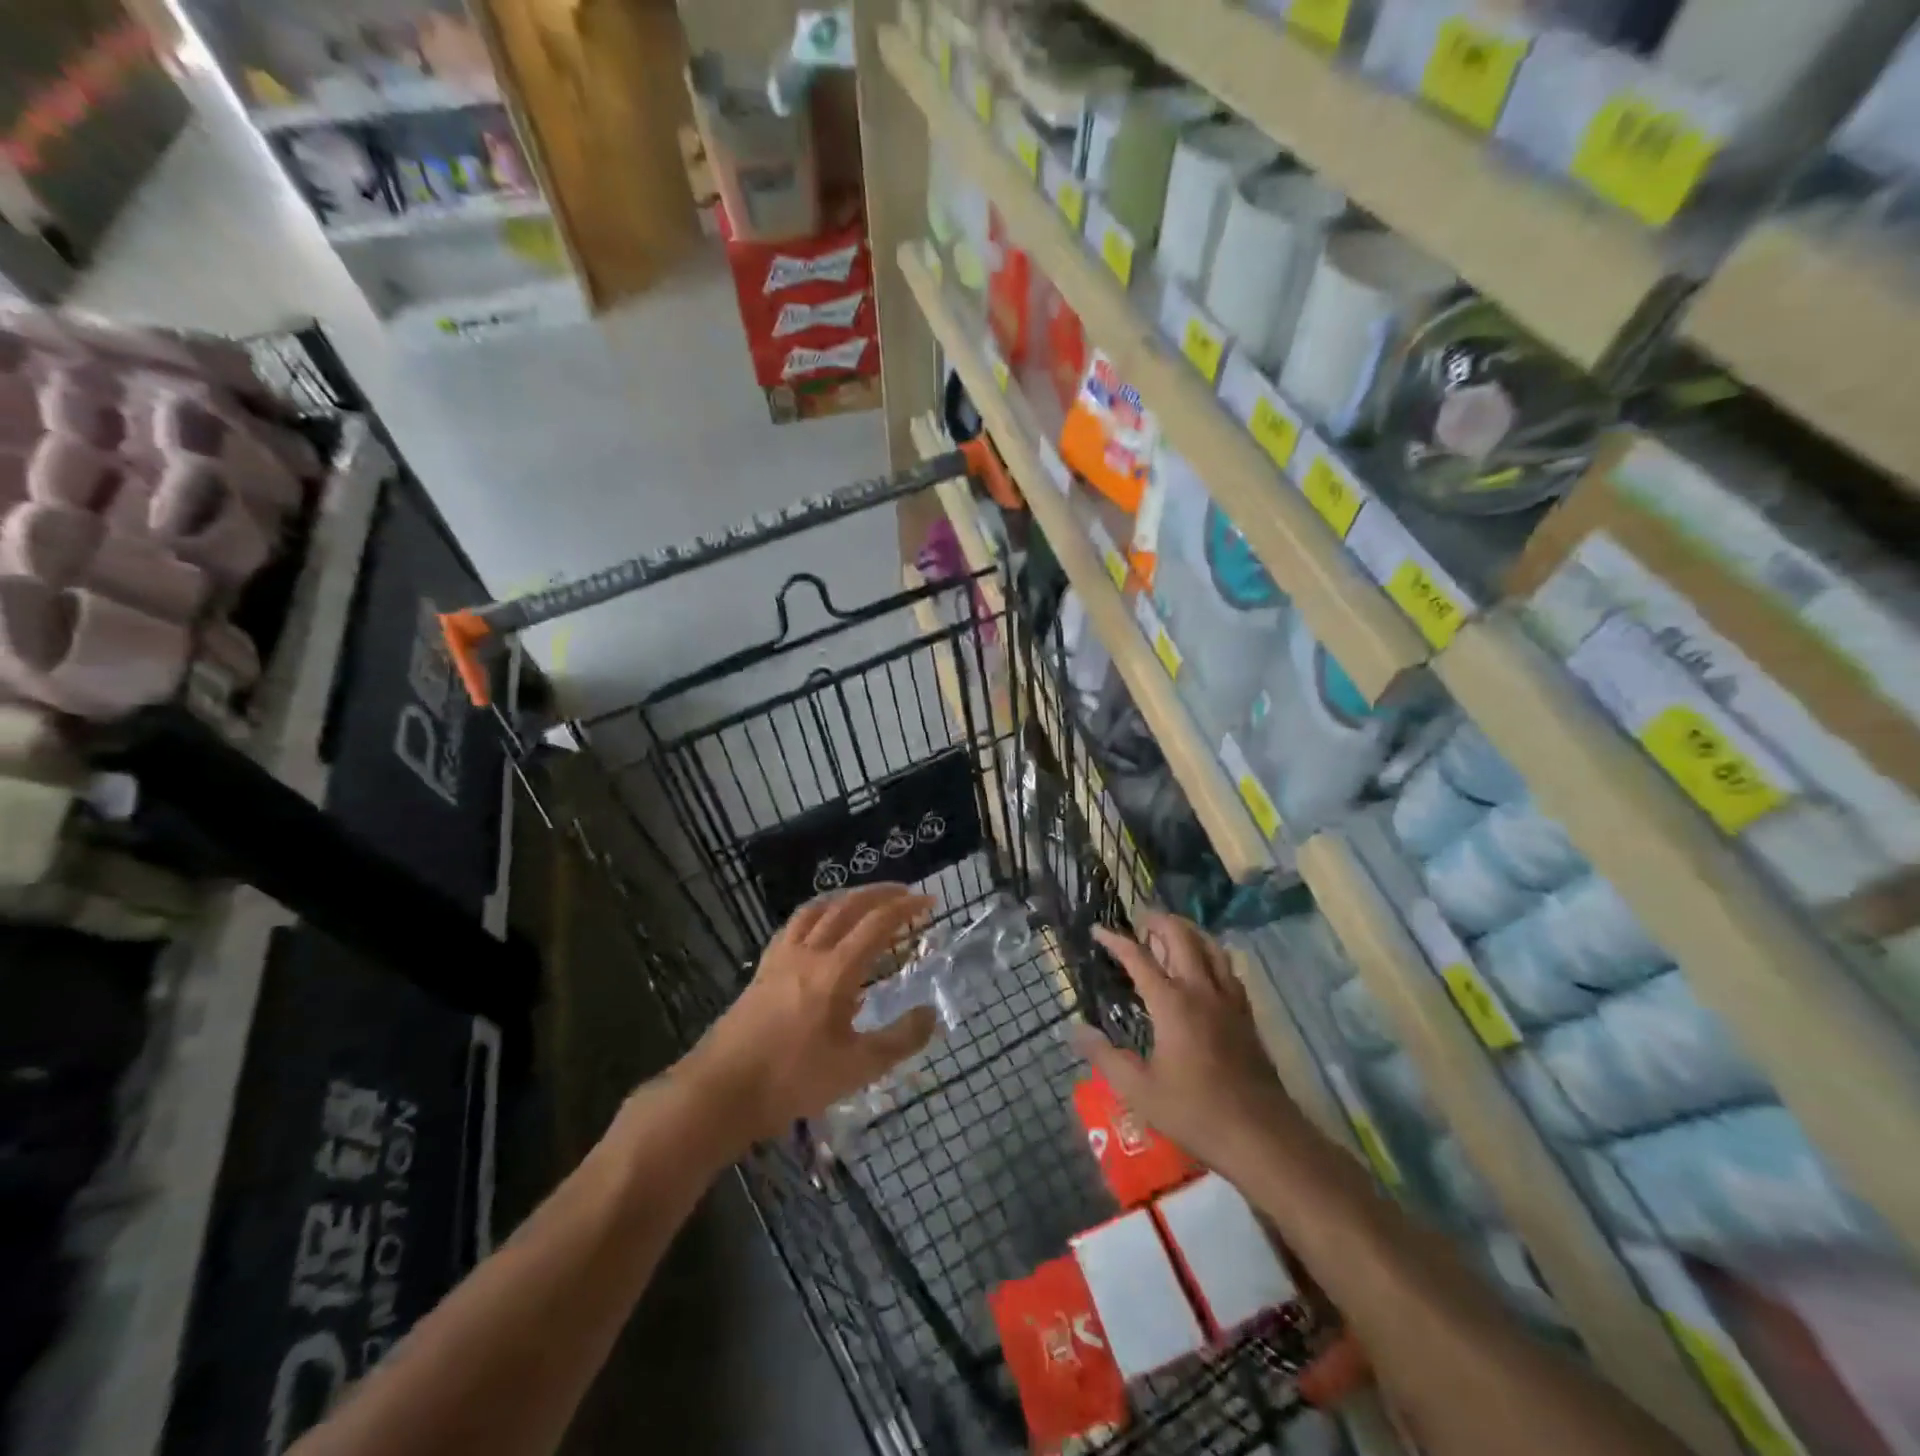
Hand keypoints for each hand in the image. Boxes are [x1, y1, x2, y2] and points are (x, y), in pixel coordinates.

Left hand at [685, 884, 938, 1151]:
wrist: (721, 1091)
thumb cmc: (792, 1080)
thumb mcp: (856, 1068)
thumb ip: (899, 1040)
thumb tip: (930, 1014)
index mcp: (835, 971)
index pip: (877, 924)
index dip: (906, 909)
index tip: (929, 902)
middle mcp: (809, 952)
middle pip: (847, 906)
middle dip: (880, 893)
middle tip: (904, 893)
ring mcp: (781, 957)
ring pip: (817, 909)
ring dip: (846, 897)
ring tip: (864, 900)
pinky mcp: (763, 969)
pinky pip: (793, 925)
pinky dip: (816, 913)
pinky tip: (818, 927)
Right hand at [1071, 913, 1304, 1179]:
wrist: (1261, 1135)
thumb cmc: (1194, 1112)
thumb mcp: (1139, 1091)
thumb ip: (1104, 1056)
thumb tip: (1075, 1029)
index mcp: (1172, 1003)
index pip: (1139, 957)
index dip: (1116, 940)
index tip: (1097, 930)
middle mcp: (1201, 990)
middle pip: (1181, 937)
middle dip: (1158, 921)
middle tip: (1139, 921)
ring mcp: (1229, 999)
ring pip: (1210, 946)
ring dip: (1188, 931)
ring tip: (1170, 933)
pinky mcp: (1246, 1013)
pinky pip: (1228, 968)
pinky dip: (1210, 953)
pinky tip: (1204, 966)